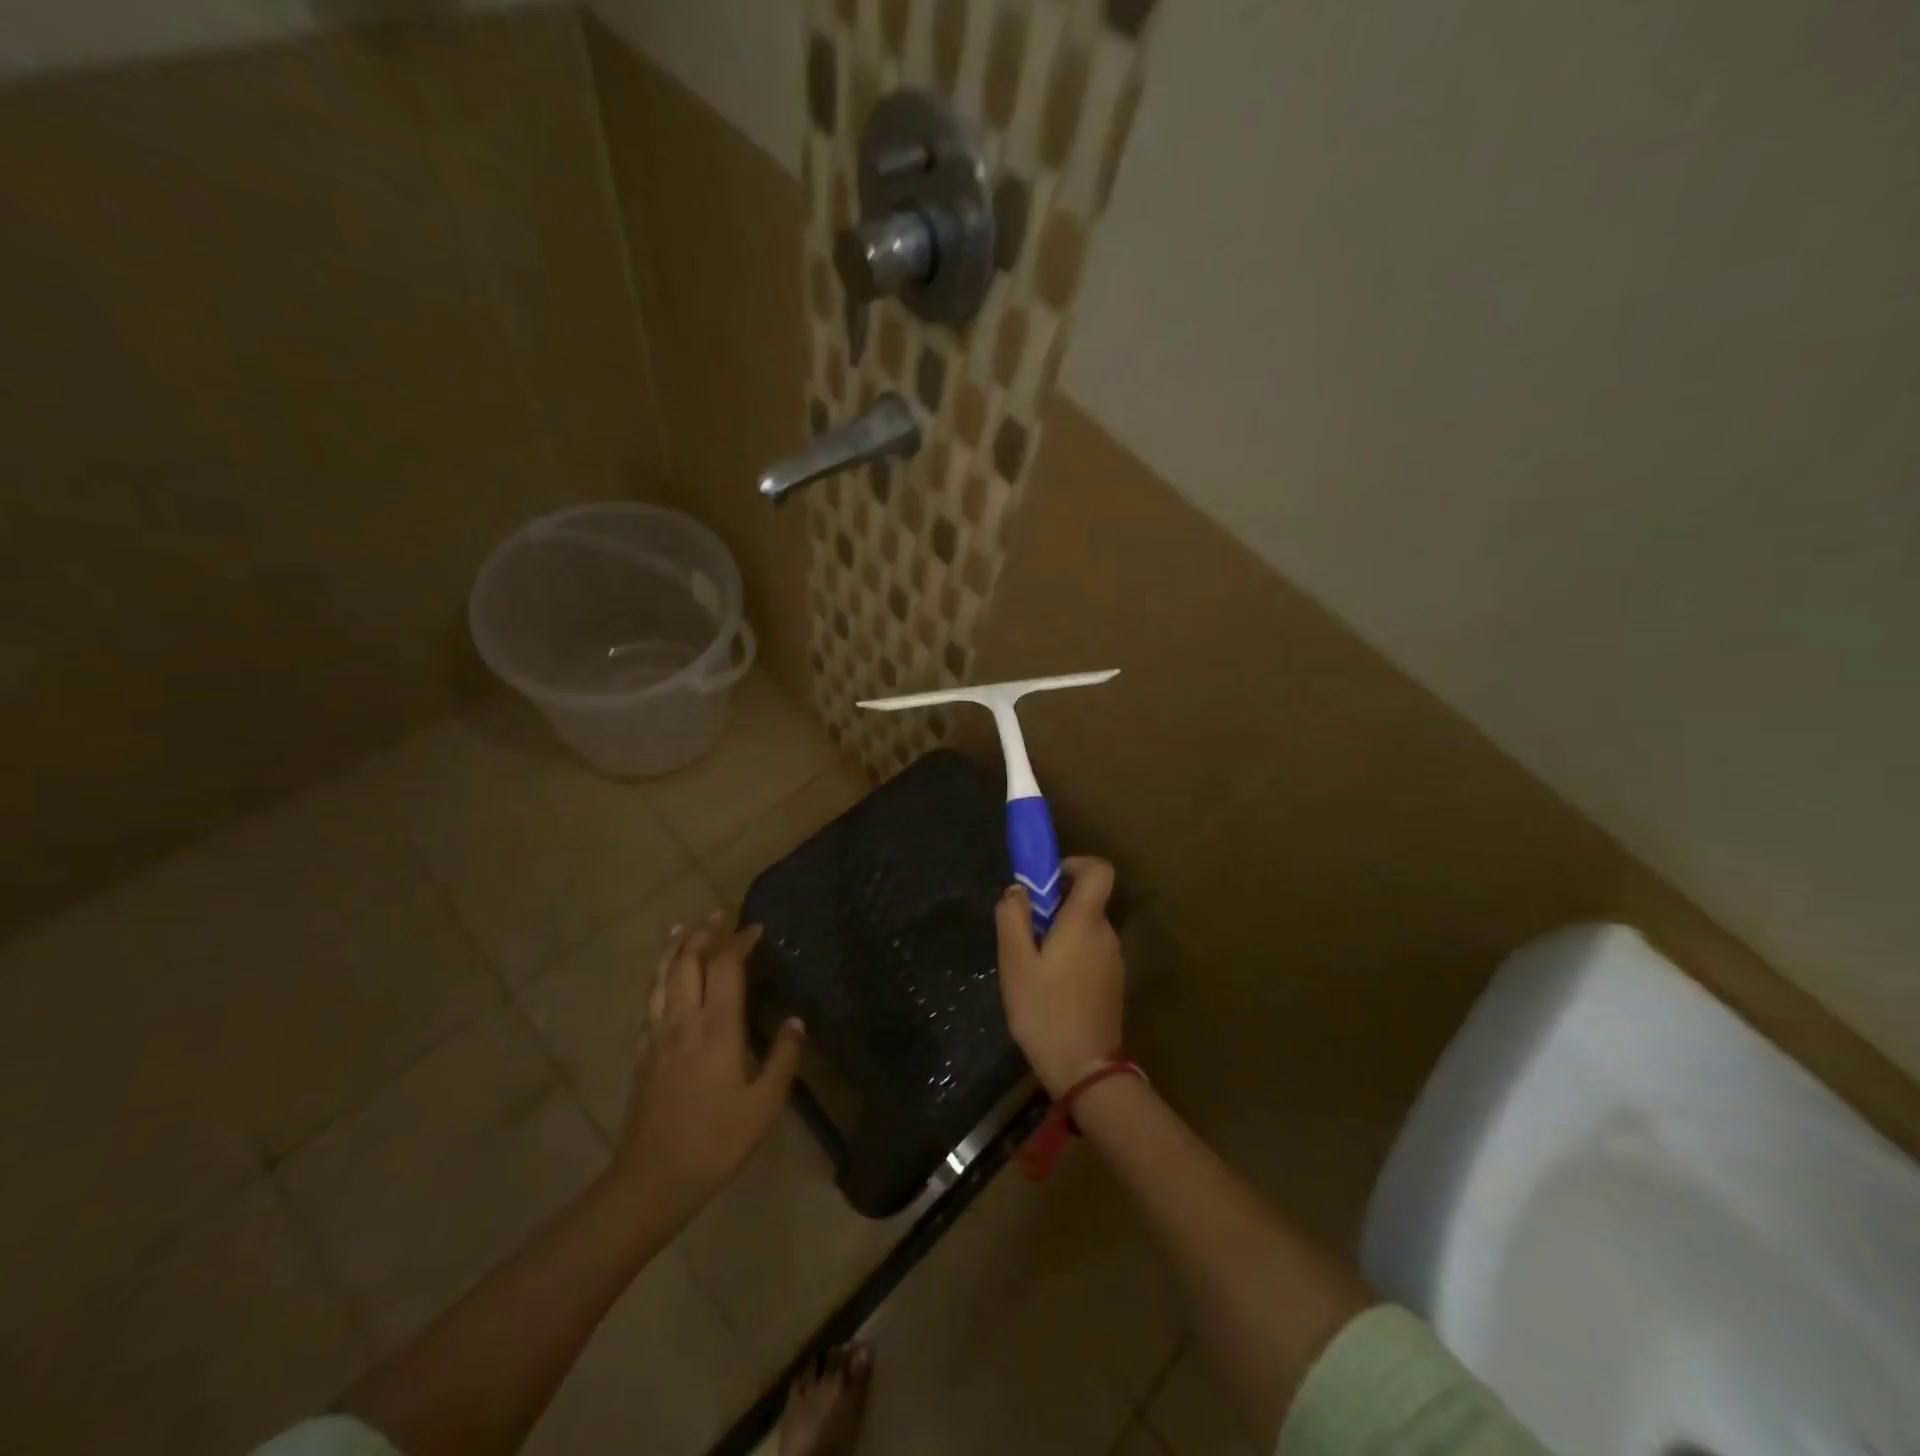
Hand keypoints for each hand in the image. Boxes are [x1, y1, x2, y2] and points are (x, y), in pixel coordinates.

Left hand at [608, 920, 803, 1213]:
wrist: (653, 1178)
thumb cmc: (716, 1140)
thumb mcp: (764, 1104)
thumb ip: (783, 1057)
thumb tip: (795, 1021)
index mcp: (717, 1027)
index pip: (726, 966)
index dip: (739, 941)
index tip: (756, 929)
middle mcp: (684, 1020)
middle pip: (688, 961)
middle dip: (704, 932)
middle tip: (719, 914)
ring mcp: (657, 1034)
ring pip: (662, 977)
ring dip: (674, 947)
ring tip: (682, 927)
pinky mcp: (642, 1052)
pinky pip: (649, 1000)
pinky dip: (658, 977)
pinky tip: (663, 980)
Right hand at [994, 857, 1125, 1095]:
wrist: (1085, 1070)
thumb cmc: (1045, 1011)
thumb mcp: (1015, 963)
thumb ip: (1013, 918)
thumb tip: (1017, 889)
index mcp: (1085, 921)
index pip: (1099, 870)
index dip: (1075, 864)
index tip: (1046, 881)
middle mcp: (1106, 934)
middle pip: (1086, 900)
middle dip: (1054, 906)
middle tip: (1024, 933)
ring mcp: (1113, 960)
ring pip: (1085, 929)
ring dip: (1060, 934)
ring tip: (1032, 966)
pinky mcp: (1112, 983)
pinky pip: (1090, 952)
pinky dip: (1070, 955)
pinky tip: (1048, 988)